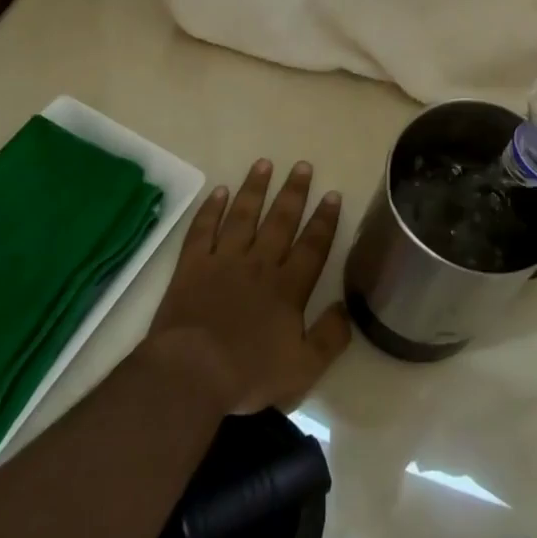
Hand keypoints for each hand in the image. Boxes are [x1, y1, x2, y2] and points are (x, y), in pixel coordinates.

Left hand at [147, 159, 351, 414]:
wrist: (190, 374)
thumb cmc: (248, 374)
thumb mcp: (303, 369)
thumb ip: (329, 338)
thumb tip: (346, 309)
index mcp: (288, 288)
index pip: (312, 246)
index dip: (324, 220)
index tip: (332, 194)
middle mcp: (259, 265)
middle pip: (280, 221)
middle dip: (293, 192)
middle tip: (302, 166)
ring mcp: (223, 261)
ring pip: (243, 216)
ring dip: (254, 189)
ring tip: (264, 164)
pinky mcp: (192, 266)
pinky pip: (203, 230)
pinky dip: (211, 209)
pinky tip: (219, 191)